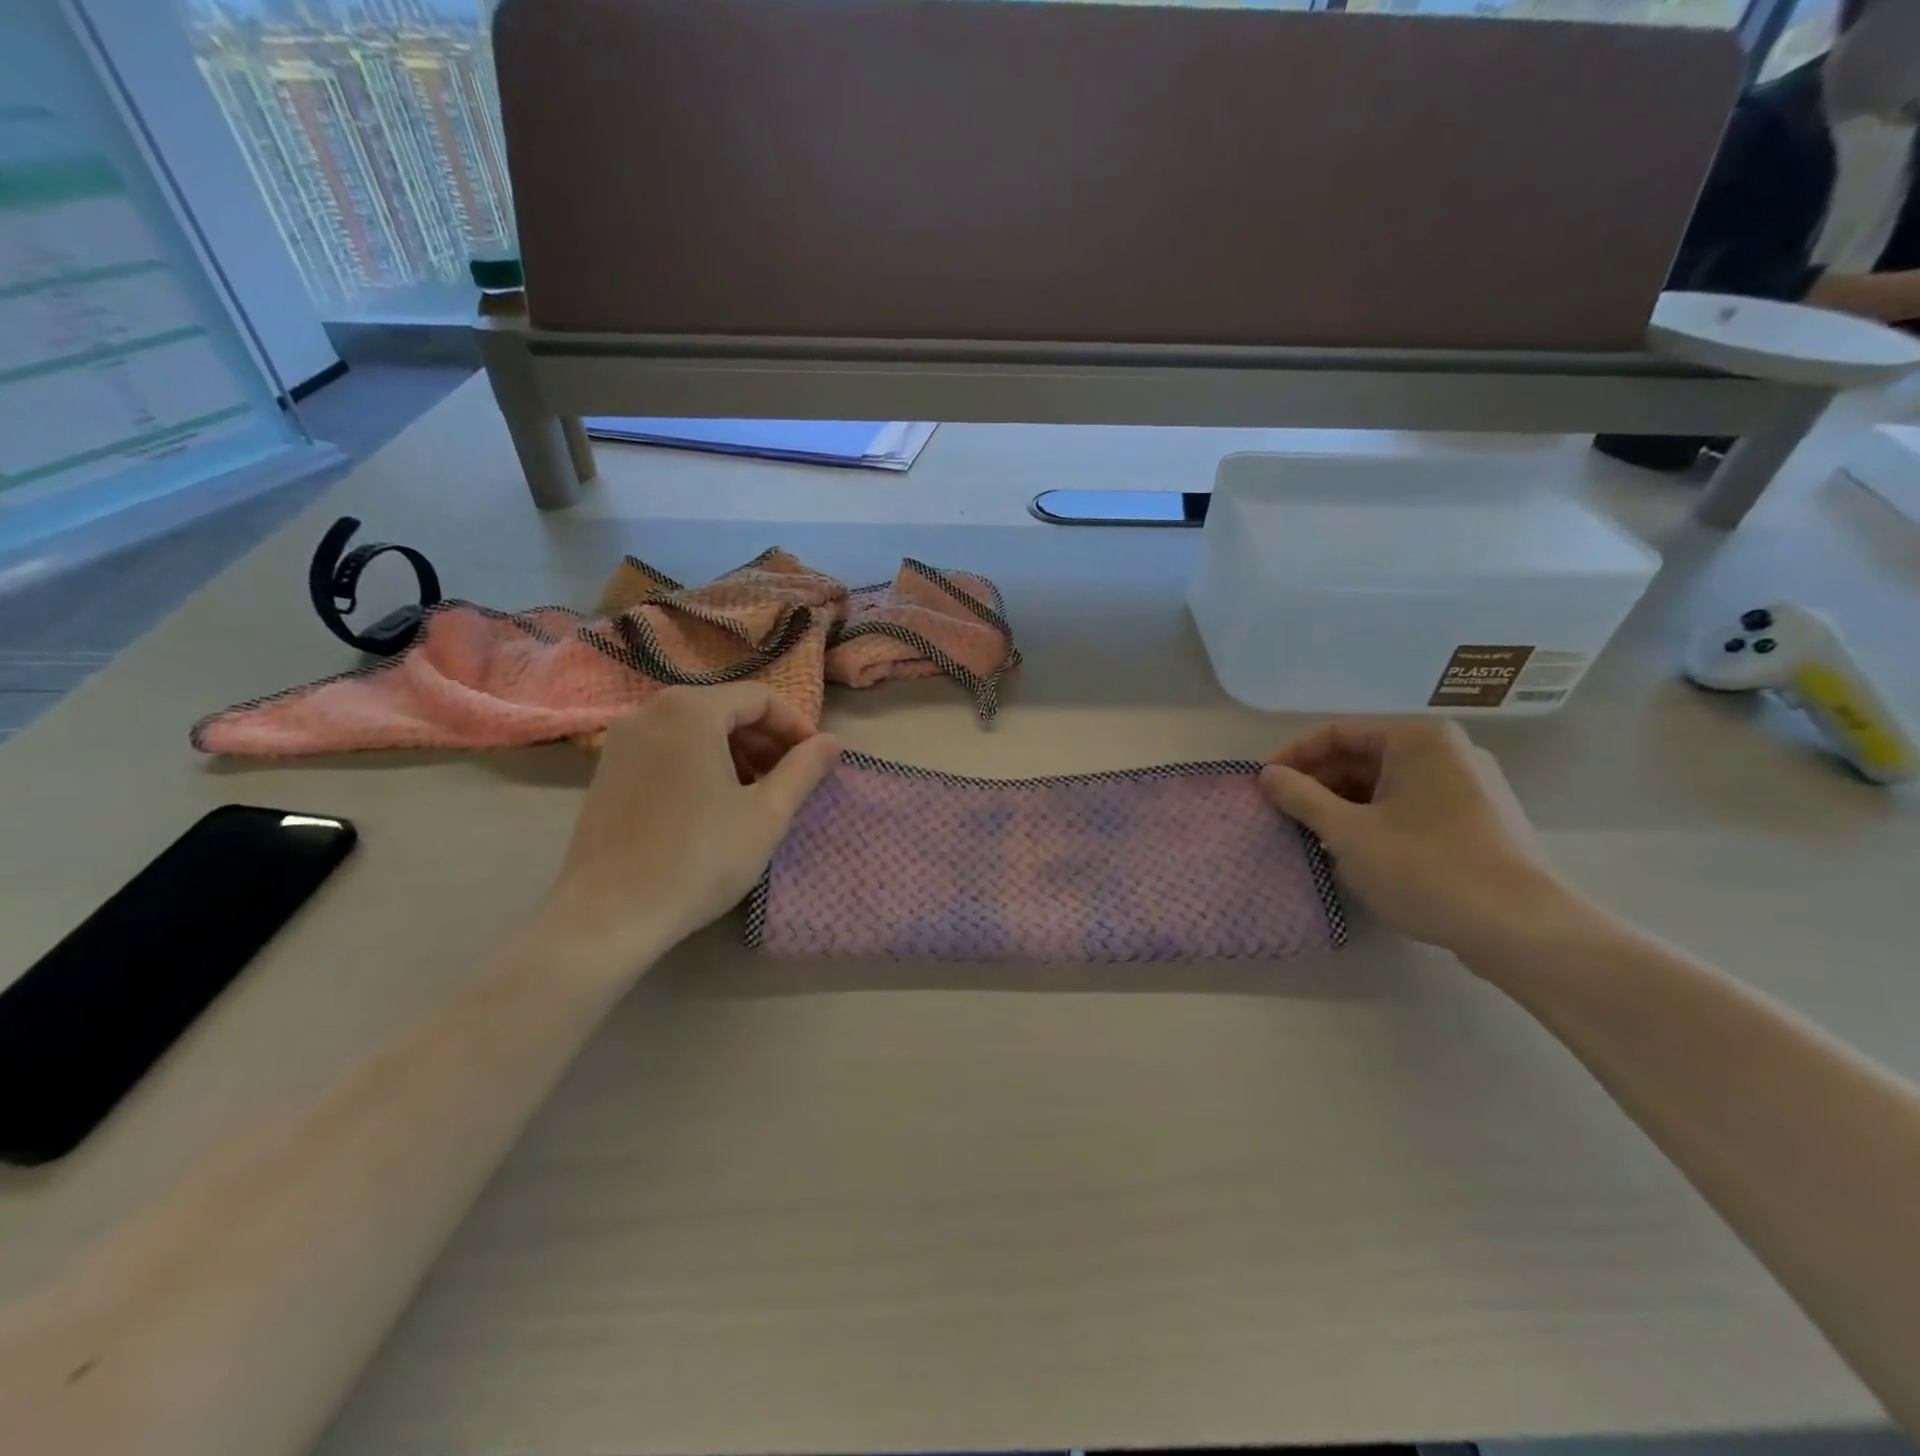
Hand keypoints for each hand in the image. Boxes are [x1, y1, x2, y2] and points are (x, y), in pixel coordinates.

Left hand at [546, 685, 839, 957]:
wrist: (609, 915)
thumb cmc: (699, 858)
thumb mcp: (766, 814)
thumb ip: (804, 770)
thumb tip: (832, 742)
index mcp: (691, 710)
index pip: (760, 698)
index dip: (796, 726)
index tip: (817, 761)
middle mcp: (650, 711)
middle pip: (725, 709)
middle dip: (765, 740)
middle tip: (790, 780)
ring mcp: (622, 741)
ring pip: (695, 730)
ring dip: (735, 753)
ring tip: (755, 796)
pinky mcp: (607, 770)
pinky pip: (667, 749)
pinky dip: (700, 763)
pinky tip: (713, 806)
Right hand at [1260, 719, 1565, 956]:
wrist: (1522, 928)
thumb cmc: (1426, 868)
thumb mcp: (1347, 833)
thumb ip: (1301, 798)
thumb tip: (1267, 775)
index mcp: (1418, 739)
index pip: (1337, 733)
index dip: (1294, 757)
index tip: (1264, 786)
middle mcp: (1448, 751)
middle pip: (1364, 756)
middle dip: (1319, 783)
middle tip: (1285, 815)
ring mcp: (1470, 785)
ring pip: (1387, 784)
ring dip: (1345, 804)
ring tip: (1316, 836)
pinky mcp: (1480, 820)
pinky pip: (1413, 805)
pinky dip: (1377, 819)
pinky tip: (1359, 851)